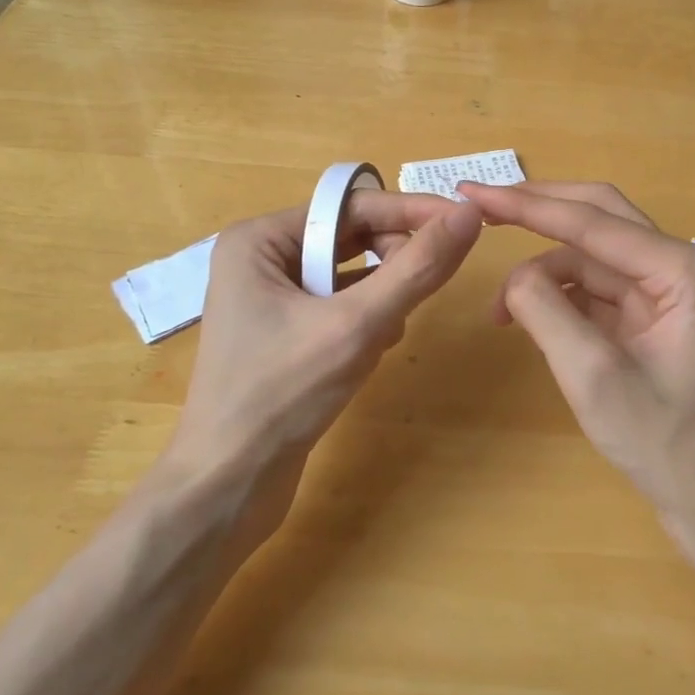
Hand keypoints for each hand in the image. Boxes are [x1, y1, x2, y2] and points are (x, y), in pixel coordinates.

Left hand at [163, 191, 481, 519]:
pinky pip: (338, 305)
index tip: (468, 219)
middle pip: (350, 237)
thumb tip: (468, 214)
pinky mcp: (283, 334)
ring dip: (381, 295)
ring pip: (349, 274)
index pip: (351, 206)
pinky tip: (376, 348)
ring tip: (389, 331)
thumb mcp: (356, 326)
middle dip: (392, 260)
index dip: (411, 210)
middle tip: (422, 289)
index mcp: (260, 240)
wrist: (226, 489)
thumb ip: (416, 268)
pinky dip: (365, 319)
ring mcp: (270, 299)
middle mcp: (261, 259)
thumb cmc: (281, 396)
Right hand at [458, 181, 694, 519]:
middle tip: (479, 208)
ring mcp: (670, 285)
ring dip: (543, 270)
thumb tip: (513, 277)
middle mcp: (683, 262)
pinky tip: (530, 317)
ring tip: (501, 312)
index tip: (471, 193)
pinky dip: (559, 293)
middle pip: (597, 215)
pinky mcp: (655, 308)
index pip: (591, 221)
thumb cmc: (664, 442)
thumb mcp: (593, 377)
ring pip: (592, 252)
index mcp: (683, 269)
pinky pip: (598, 283)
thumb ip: (546, 312)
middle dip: (536, 211)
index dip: (526, 205)